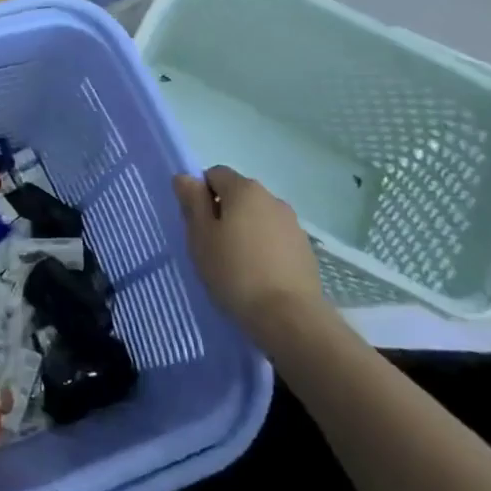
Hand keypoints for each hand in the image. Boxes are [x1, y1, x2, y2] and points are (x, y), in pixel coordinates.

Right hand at [173, 166, 325, 327]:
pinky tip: (258, 274)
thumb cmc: (234, 271)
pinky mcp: (305, 249)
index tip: (196, 224)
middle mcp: (272, 198)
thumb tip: (185, 177)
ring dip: (245, 230)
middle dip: (223, 212)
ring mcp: (292, 224)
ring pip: (258, 217)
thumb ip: (192, 202)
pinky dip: (264, 248)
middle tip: (210, 245)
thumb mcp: (200, 236)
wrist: (289, 316)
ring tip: (236, 264)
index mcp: (244, 189)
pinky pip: (275, 238)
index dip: (201, 194)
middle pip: (238, 194)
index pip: (215, 174)